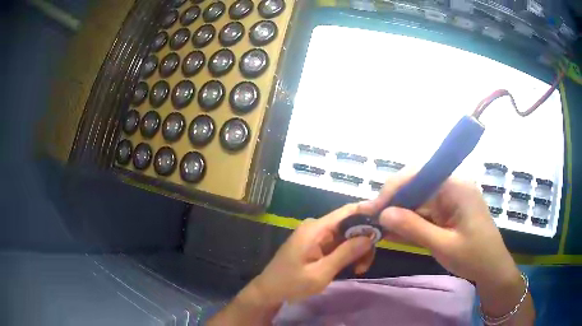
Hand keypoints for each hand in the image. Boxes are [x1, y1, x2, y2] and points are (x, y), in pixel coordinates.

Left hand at [251, 204, 374, 305]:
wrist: (268, 291)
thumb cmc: (291, 284)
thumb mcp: (321, 273)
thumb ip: (345, 254)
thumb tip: (370, 236)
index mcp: (316, 229)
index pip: (348, 211)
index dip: (369, 214)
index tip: (386, 226)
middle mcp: (317, 226)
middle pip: (350, 224)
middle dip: (364, 241)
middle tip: (366, 264)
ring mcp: (316, 235)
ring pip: (347, 235)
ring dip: (357, 250)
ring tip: (358, 269)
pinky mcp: (316, 244)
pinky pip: (338, 243)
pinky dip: (348, 253)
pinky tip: (351, 267)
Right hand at [362, 172, 519, 288]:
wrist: (492, 269)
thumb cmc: (474, 257)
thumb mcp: (444, 245)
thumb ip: (413, 228)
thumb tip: (383, 214)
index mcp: (456, 186)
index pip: (420, 174)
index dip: (394, 188)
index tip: (374, 208)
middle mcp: (452, 186)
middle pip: (417, 184)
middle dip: (393, 200)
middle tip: (372, 219)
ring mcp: (450, 198)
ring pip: (418, 198)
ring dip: (398, 212)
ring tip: (377, 226)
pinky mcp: (447, 211)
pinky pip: (424, 211)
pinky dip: (408, 221)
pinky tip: (392, 231)